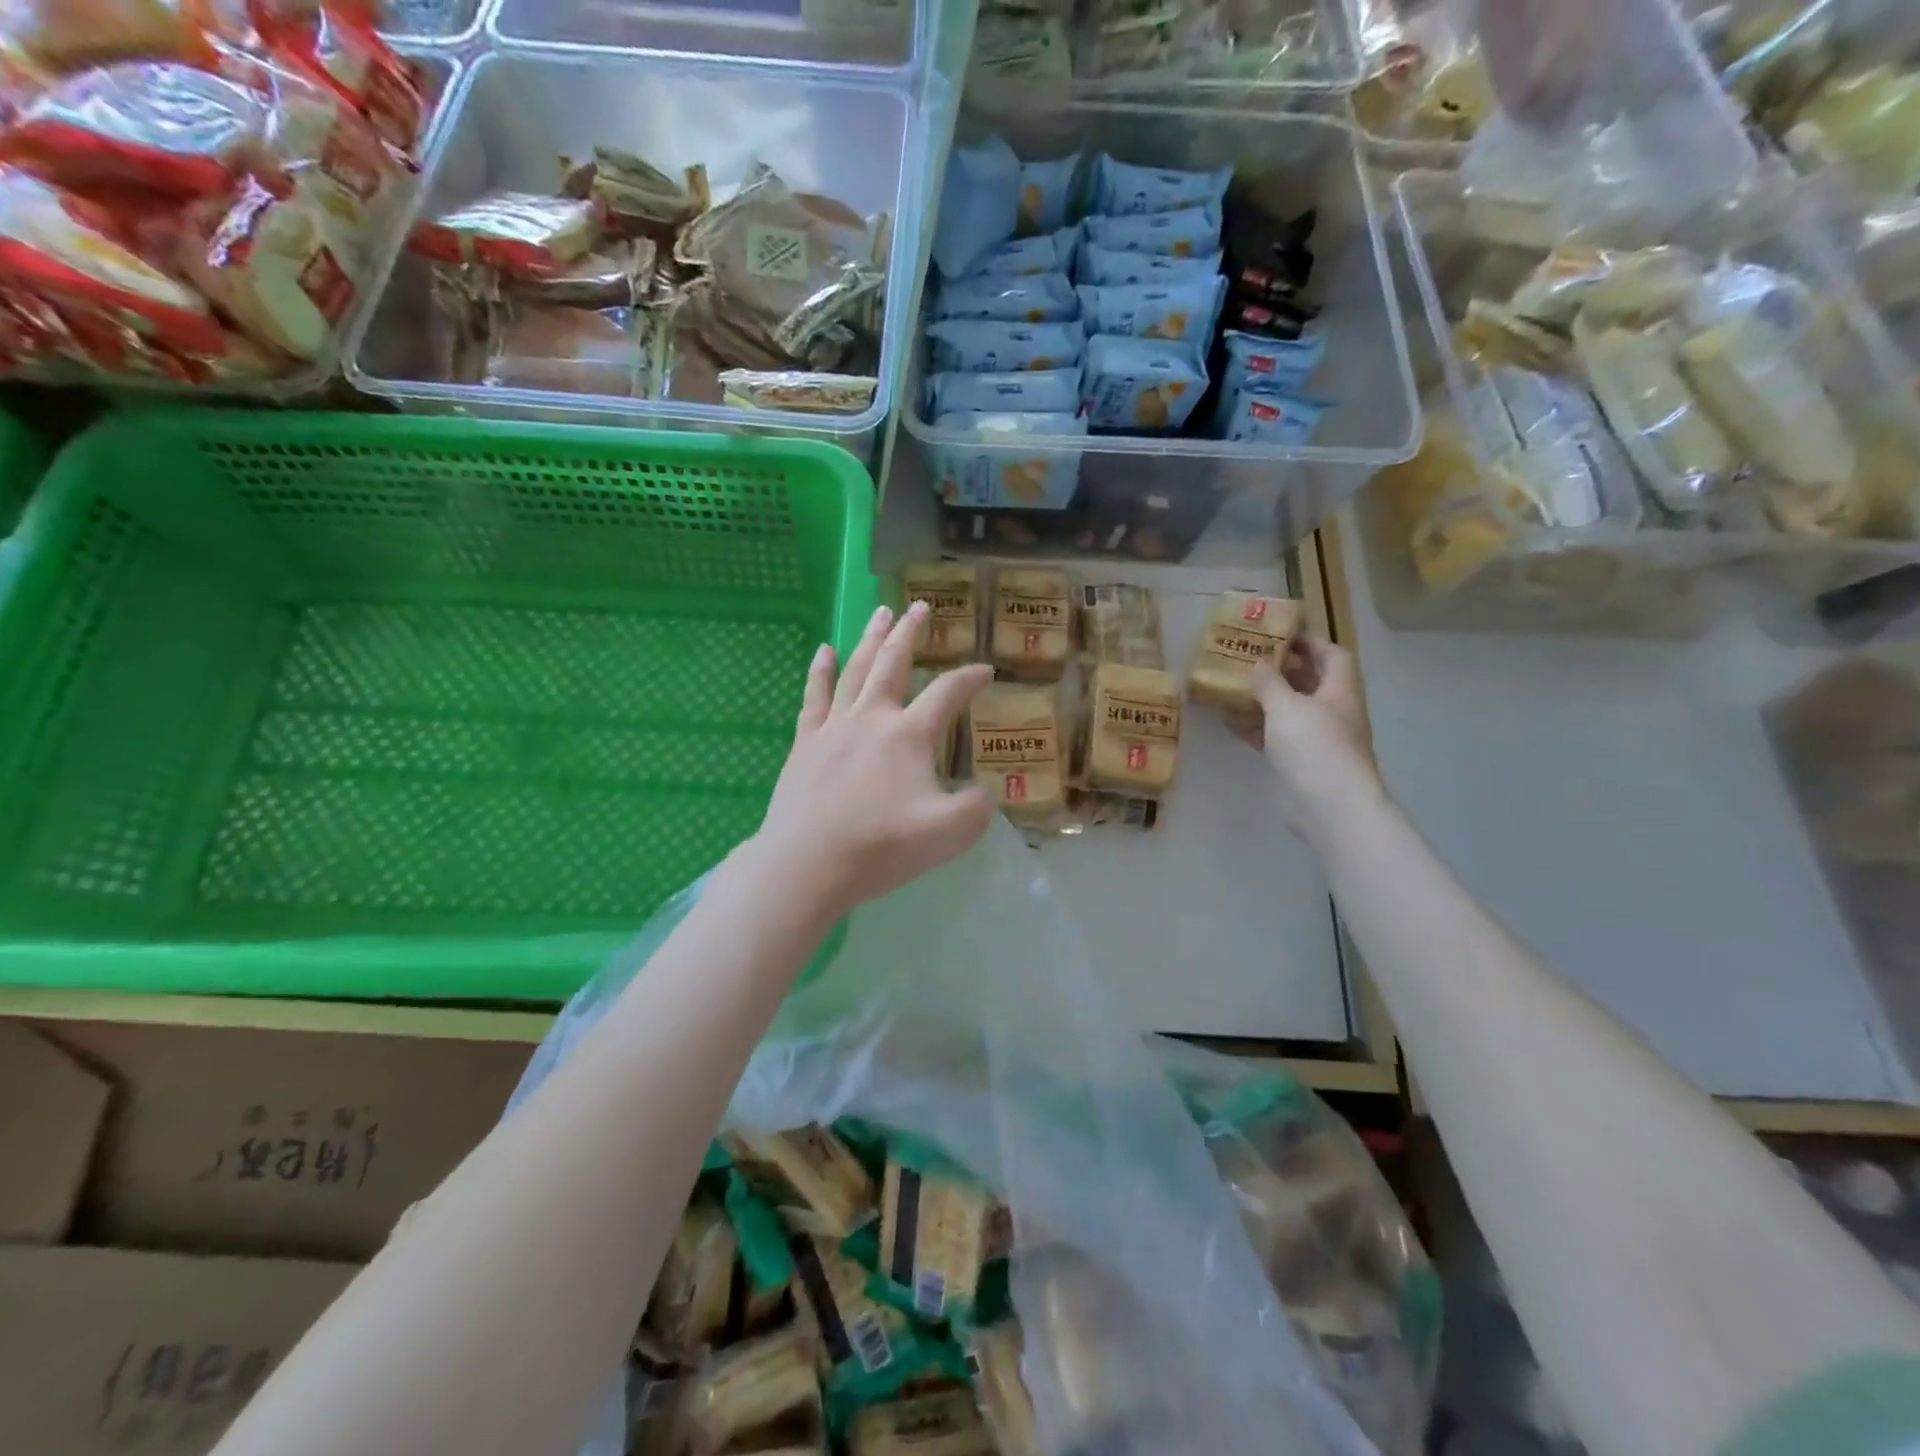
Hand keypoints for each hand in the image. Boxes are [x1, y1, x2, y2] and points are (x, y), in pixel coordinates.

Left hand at [752, 602, 993, 919]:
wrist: (808, 863)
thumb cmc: (882, 846)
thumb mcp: (951, 833)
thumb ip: (977, 807)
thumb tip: (982, 793)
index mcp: (909, 734)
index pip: (947, 694)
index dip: (970, 679)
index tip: (986, 671)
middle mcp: (872, 718)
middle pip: (894, 663)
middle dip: (910, 633)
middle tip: (920, 606)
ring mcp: (834, 727)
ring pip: (855, 670)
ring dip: (870, 639)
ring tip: (880, 612)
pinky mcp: (805, 743)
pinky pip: (815, 696)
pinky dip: (820, 671)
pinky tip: (824, 651)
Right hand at [1249, 636, 1384, 840]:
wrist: (1329, 806)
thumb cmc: (1314, 746)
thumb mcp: (1286, 706)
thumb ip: (1269, 682)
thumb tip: (1258, 662)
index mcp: (1340, 691)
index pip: (1333, 655)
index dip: (1310, 642)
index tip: (1280, 636)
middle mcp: (1333, 712)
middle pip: (1310, 682)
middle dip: (1282, 670)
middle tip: (1249, 660)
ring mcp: (1317, 739)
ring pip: (1289, 710)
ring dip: (1265, 700)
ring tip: (1233, 687)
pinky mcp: (1300, 762)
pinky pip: (1276, 736)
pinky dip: (1256, 727)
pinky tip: (1230, 721)